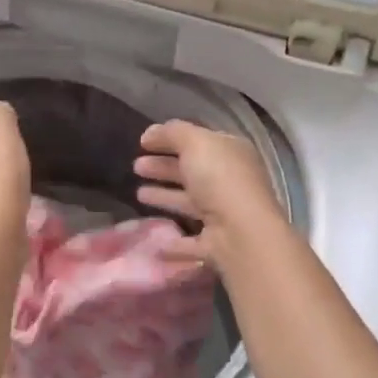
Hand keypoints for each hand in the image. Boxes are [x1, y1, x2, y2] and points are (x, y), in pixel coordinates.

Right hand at [134, 120, 285, 264]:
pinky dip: (174, 241)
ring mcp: (224, 215)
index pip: (198, 142)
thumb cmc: (219, 179)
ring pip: (189, 203)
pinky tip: (154, 241)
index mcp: (231, 154)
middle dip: (163, 167)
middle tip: (135, 166)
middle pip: (191, 172)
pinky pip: (190, 241)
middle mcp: (230, 182)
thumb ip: (172, 133)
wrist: (241, 233)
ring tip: (138, 194)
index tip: (143, 142)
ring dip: (165, 197)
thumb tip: (150, 133)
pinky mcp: (215, 245)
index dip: (171, 139)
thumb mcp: (195, 142)